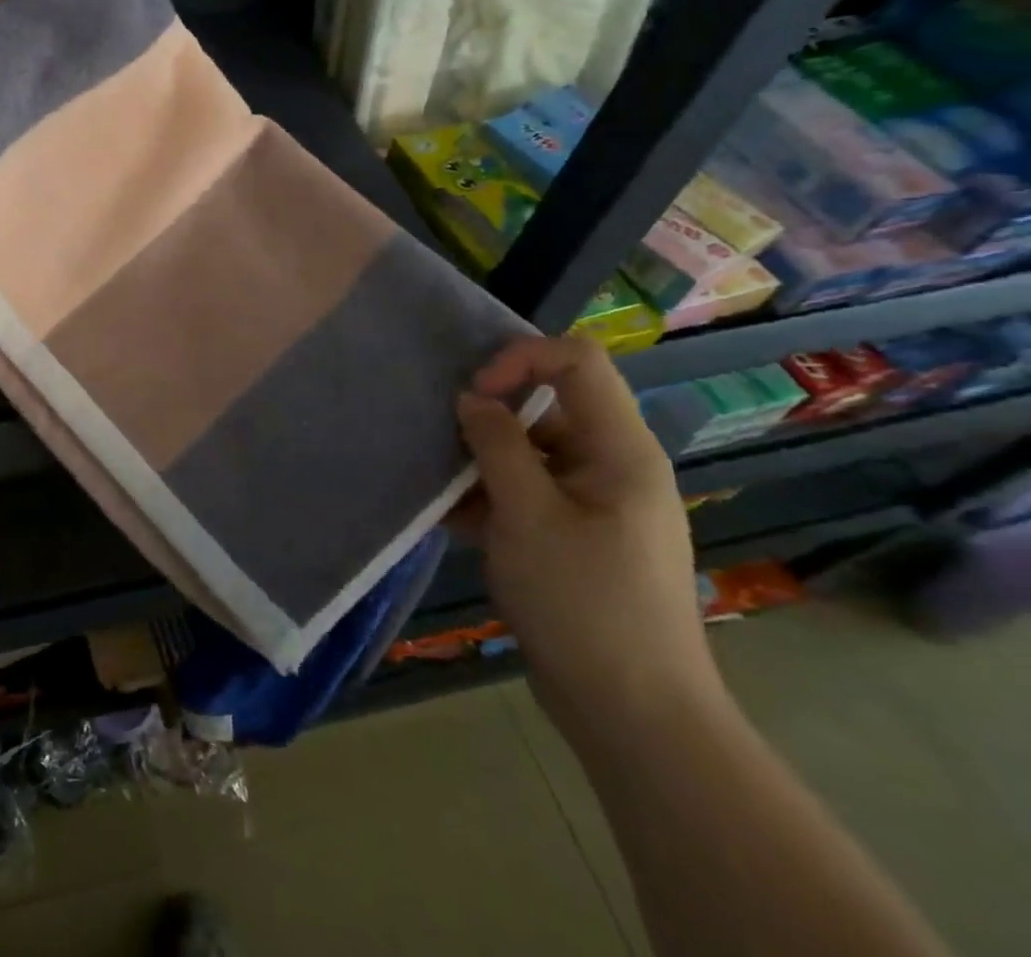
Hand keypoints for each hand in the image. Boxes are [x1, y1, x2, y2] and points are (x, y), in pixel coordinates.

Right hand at [453, 335, 720, 740]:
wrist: (633, 715)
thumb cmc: (584, 605)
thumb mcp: (527, 516)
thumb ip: (496, 445)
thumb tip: (471, 397)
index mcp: (620, 450)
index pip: (577, 361)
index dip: (520, 359)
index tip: (474, 395)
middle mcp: (612, 465)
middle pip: (548, 404)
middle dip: (489, 416)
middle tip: (445, 445)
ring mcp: (594, 502)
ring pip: (529, 450)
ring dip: (481, 461)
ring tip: (442, 490)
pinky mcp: (575, 534)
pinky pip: (528, 490)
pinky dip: (490, 496)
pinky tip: (453, 521)